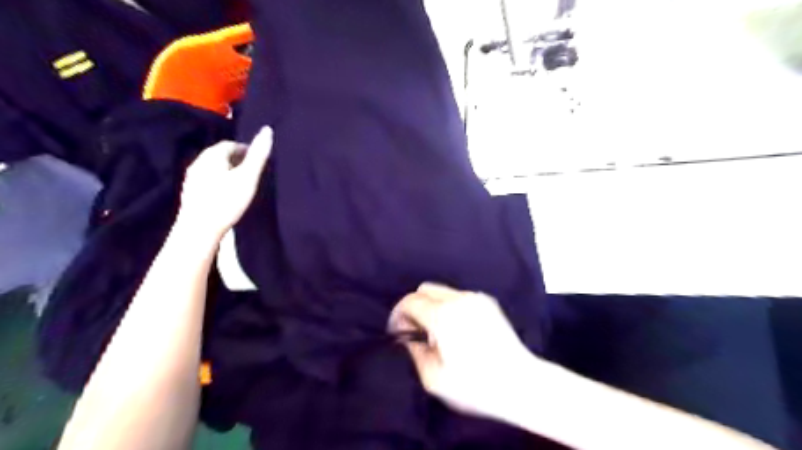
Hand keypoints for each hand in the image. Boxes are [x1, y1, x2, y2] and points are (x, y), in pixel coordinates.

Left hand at [176, 127, 274, 237]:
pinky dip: (220, 181)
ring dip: (228, 171)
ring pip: (214, 168)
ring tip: (243, 183)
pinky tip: (227, 194)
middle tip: (253, 171)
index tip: (259, 160)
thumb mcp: (248, 177)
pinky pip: (208, 180)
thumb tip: (267, 129)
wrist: (199, 229)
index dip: (246, 149)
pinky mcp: (190, 193)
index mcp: (212, 155)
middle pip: (221, 155)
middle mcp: (198, 162)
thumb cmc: (226, 201)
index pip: (231, 144)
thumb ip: (258, 155)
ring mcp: (192, 178)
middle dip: (238, 159)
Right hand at [388, 285, 538, 421]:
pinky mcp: (489, 302)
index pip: (410, 301)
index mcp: (443, 316)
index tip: (398, 333)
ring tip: (437, 332)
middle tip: (415, 331)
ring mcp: (476, 298)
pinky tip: (456, 329)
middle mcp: (459, 299)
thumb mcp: (434, 379)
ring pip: (442, 291)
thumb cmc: (475, 386)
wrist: (521, 384)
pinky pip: (459, 296)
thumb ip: (415, 353)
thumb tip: (409, 339)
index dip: (398, 315)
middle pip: (425, 289)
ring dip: (432, 306)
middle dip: (414, 306)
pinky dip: (449, 306)